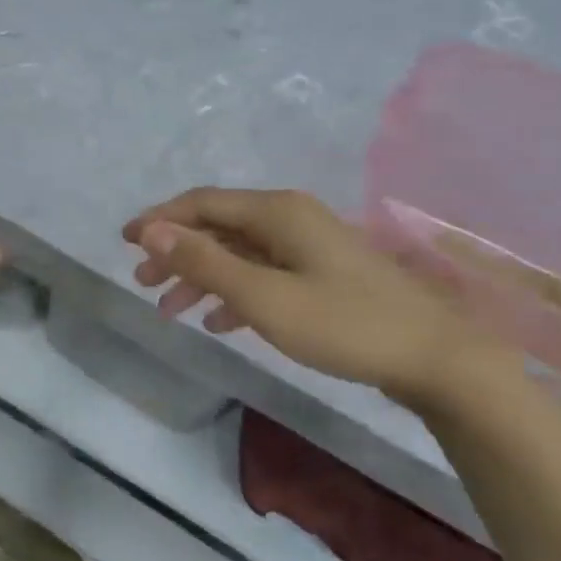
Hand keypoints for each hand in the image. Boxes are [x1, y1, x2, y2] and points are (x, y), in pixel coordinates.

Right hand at [123, 187, 497, 410]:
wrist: (436, 358)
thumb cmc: (345, 324)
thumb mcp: (265, 297)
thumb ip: (206, 263)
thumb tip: (152, 232)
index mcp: (277, 212)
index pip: (203, 202)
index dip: (160, 219)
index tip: (124, 242)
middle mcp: (291, 218)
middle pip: (219, 226)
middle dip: (177, 252)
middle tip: (143, 284)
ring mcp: (310, 246)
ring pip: (240, 252)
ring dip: (202, 276)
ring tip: (170, 308)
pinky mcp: (323, 274)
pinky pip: (264, 273)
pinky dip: (235, 292)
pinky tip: (218, 320)